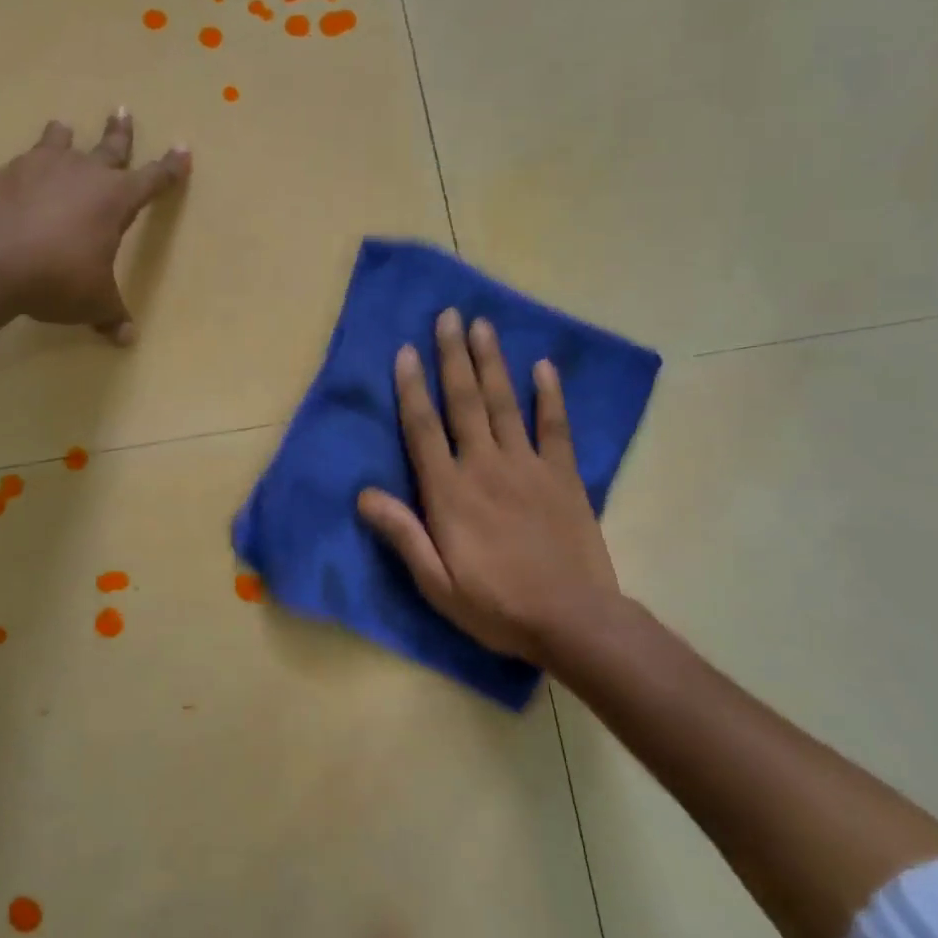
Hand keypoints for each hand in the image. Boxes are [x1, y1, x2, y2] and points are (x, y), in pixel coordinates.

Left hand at [0, 109, 190, 341]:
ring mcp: (35, 168)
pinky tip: (8, 190)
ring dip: (61, 137)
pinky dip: (16, 179)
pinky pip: (11, 173)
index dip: (171, 168)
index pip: (153, 179)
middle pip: (108, 147)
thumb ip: (110, 315)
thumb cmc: (57, 278)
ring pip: (55, 143)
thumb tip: (127, 338)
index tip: (183, 149)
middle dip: (119, 132)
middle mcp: (80, 173)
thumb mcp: (92, 302)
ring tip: (61, 128)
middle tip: (121, 111)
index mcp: (114, 199)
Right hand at [357, 309, 619, 664]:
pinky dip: (549, 395)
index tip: (405, 351)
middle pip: (464, 401)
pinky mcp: (563, 474)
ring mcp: (528, 466)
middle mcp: (485, 465)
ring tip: (482, 326)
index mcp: (450, 492)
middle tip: (446, 316)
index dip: (411, 387)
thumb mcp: (436, 583)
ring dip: (491, 362)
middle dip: (452, 356)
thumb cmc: (496, 605)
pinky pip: (555, 426)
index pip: (423, 428)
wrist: (573, 620)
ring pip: (504, 403)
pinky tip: (544, 366)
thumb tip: (363, 494)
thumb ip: (402, 533)